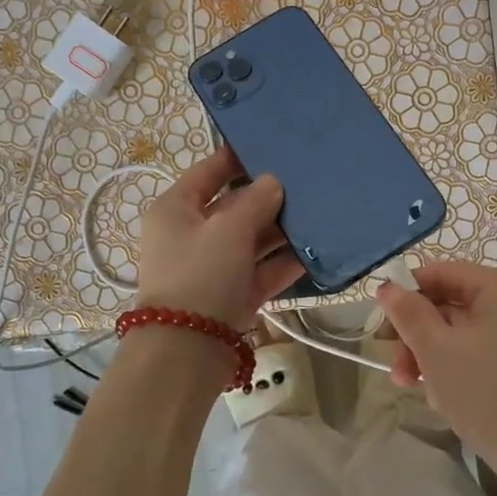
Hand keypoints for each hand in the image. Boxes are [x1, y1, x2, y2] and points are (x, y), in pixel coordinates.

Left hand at [136, 148, 304, 329]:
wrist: (187, 351)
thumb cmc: (201, 275)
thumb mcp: (228, 229)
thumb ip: (255, 201)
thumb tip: (273, 182)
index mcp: (176, 209)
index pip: (209, 172)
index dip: (238, 157)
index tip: (272, 144)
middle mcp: (192, 234)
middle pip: (234, 206)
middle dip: (269, 197)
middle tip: (308, 180)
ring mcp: (213, 266)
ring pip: (252, 239)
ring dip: (281, 230)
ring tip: (320, 212)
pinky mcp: (232, 294)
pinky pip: (262, 270)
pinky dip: (285, 262)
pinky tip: (316, 251)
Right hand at [378, 262, 496, 495]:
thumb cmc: (490, 398)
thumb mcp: (437, 352)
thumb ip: (408, 313)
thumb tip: (388, 286)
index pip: (441, 273)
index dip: (405, 296)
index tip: (381, 331)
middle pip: (454, 303)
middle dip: (419, 335)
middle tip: (396, 370)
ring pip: (468, 331)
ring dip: (435, 354)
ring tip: (416, 388)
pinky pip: (488, 350)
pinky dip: (462, 365)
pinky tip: (446, 395)